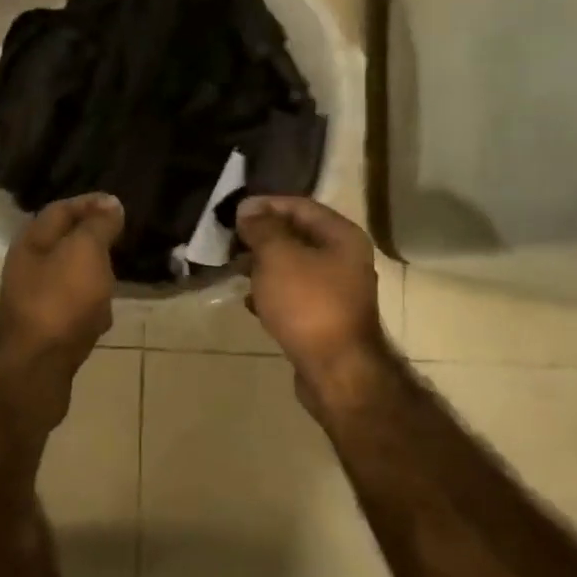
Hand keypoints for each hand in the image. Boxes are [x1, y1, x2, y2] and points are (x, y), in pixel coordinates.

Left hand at [0, 194, 122, 393]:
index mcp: (32, 241)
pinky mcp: (48, 330)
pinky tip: (105, 314)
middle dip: (94, 239)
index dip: (90, 203)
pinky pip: (74, 308)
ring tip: (120, 272)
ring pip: (71, 277)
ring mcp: (37, 300)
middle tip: (124, 237)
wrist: (36, 368)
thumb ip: (98, 226)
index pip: (62, 209)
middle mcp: (29, 267)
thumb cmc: (60, 300)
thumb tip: (110, 203)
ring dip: (95, 273)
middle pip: (65, 243)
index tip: (120, 205)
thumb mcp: (84, 251)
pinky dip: (92, 306)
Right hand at [235, 196, 388, 408]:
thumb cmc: (308, 304)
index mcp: (342, 236)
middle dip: (262, 237)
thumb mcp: (278, 257)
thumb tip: (248, 210)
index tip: (233, 213)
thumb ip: (262, 228)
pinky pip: (295, 296)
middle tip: (230, 241)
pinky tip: (251, 302)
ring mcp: (338, 292)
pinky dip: (272, 293)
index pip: (300, 206)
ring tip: (235, 269)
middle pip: (298, 236)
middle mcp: (346, 259)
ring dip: (264, 265)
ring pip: (294, 267)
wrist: (337, 371)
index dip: (266, 205)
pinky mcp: (326, 319)